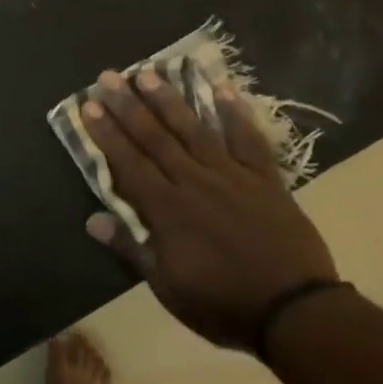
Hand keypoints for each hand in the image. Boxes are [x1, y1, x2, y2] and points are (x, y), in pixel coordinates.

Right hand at [79, 69, 338, 351]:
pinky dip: (235, 114)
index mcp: (167, 210)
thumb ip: (131, 249)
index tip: (89, 105)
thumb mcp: (167, 287)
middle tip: (108, 77)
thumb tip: (92, 220)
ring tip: (149, 72)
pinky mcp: (265, 178)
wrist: (294, 310)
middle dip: (128, 106)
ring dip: (170, 100)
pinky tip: (222, 89)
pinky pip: (248, 140)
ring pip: (194, 130)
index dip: (107, 134)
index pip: (128, 164)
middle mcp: (194, 182)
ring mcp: (232, 176)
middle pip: (155, 138)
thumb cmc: (222, 303)